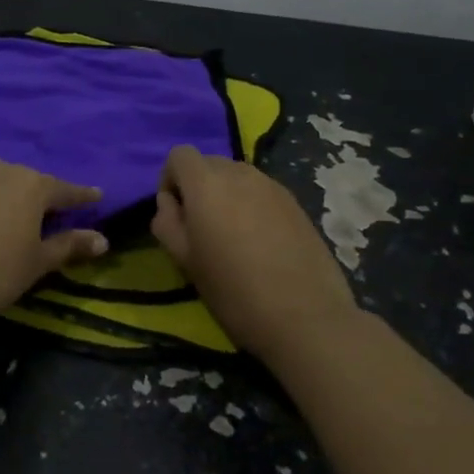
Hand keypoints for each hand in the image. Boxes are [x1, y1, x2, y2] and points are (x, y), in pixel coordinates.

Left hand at [0, 158, 109, 323]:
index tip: (96, 196)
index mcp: (31, 185)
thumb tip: (103, 240)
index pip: (64, 190)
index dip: (82, 196)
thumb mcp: (37, 263)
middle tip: (48, 215)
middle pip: (28, 182)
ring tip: (10, 217)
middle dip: (40, 196)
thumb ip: (70, 246)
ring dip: (7, 196)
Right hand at [153, 145, 357, 359]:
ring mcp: (272, 185)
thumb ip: (167, 222)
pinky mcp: (295, 202)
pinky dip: (251, 205)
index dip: (170, 180)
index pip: (179, 155)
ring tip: (232, 236)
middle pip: (209, 163)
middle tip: (201, 228)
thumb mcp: (184, 261)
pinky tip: (260, 243)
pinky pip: (261, 191)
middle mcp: (240, 173)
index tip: (175, 214)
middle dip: (198, 187)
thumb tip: (170, 203)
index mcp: (207, 184)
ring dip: (226, 195)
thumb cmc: (234, 291)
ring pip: (237, 176)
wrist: (306, 317)